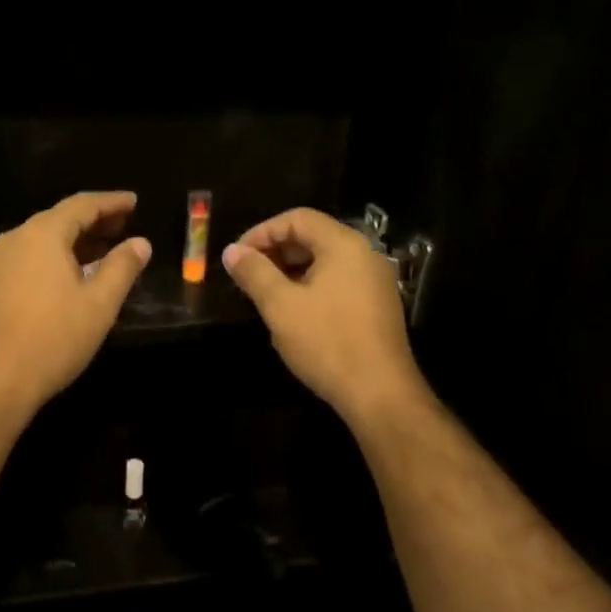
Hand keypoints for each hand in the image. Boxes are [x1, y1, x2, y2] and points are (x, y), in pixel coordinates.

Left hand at [0, 192, 151, 425]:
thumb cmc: (53, 339)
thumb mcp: (99, 304)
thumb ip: (122, 267)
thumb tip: (140, 242)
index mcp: (42, 235)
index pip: (82, 205)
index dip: (111, 202)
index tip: (134, 201)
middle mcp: (14, 239)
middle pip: (59, 219)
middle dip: (93, 221)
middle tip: (123, 225)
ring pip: (40, 241)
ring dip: (72, 242)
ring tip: (100, 250)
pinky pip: (26, 260)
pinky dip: (52, 259)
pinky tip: (66, 277)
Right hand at [223, 208, 425, 426]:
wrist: (378, 393)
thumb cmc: (326, 342)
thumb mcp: (280, 306)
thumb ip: (254, 273)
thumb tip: (231, 251)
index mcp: (344, 245)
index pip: (298, 218)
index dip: (262, 232)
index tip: (237, 256)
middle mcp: (364, 254)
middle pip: (313, 236)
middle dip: (275, 251)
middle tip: (247, 275)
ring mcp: (374, 281)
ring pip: (325, 261)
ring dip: (290, 270)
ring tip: (264, 294)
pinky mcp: (376, 305)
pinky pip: (338, 281)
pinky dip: (310, 286)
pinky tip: (292, 312)